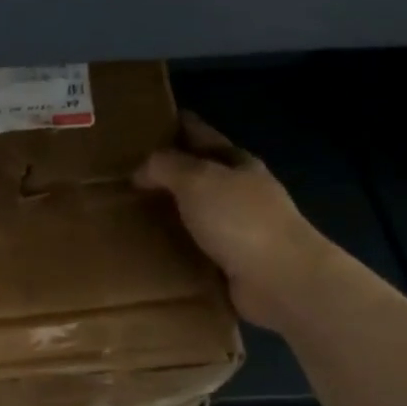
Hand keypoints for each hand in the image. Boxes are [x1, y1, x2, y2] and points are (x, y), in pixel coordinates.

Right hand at [134, 113, 336, 331]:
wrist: (281, 280)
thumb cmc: (240, 220)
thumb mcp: (198, 180)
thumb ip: (166, 166)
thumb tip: (141, 169)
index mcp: (237, 163)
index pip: (201, 134)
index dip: (176, 126)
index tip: (144, 125)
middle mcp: (241, 192)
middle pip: (200, 174)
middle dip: (168, 172)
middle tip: (125, 175)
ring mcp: (240, 229)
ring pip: (196, 212)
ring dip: (170, 212)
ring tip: (130, 214)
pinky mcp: (233, 263)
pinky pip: (195, 248)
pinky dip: (176, 246)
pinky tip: (151, 250)